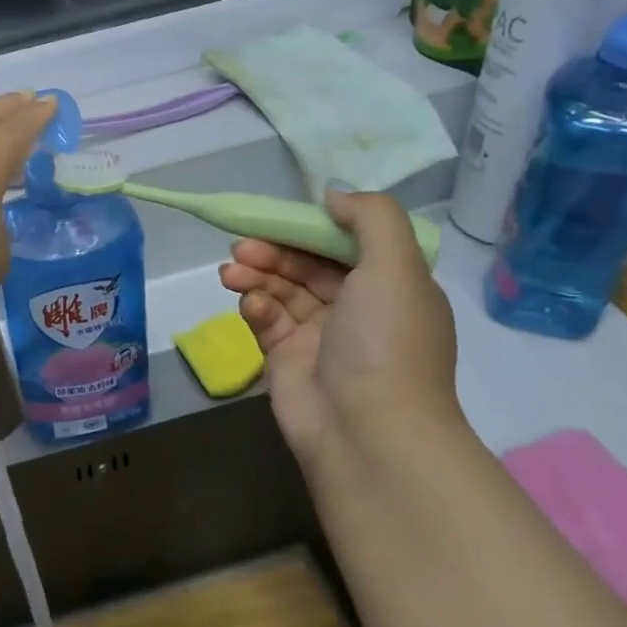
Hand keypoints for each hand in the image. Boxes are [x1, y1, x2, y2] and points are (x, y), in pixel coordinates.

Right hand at [219, 191, 461, 471]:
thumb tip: (334, 195)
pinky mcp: (287, 360)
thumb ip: (370, 218)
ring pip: (282, 291)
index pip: (345, 244)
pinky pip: (267, 321)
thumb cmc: (386, 342)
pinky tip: (249, 304)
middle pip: (307, 265)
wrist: (367, 431)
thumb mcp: (396, 266)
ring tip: (231, 271)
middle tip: (241, 246)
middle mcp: (357, 308)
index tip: (278, 217)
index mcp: (391, 286)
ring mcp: (320, 336)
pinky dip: (255, 308)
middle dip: (274, 251)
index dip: (311, 227)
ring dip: (257, 275)